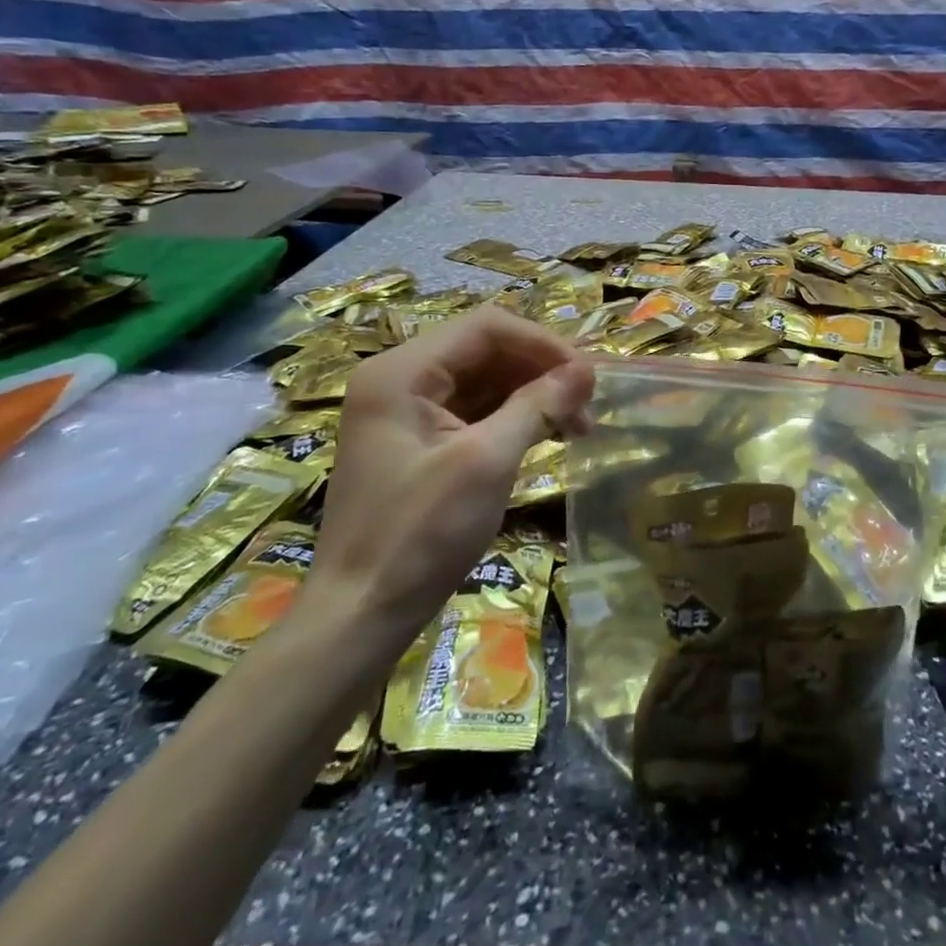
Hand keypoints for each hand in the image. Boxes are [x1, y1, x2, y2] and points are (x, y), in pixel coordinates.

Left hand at [306, 308, 592, 638]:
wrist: (359, 617)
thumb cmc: (419, 534)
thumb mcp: (486, 462)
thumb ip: (537, 406)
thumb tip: (587, 371)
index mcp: (402, 372)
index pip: (487, 327)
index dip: (543, 343)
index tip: (587, 376)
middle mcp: (399, 380)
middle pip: (485, 350)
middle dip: (541, 371)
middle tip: (587, 406)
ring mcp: (405, 412)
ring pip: (483, 381)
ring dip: (532, 395)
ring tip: (578, 426)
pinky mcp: (416, 442)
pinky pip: (473, 411)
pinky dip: (513, 418)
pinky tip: (547, 436)